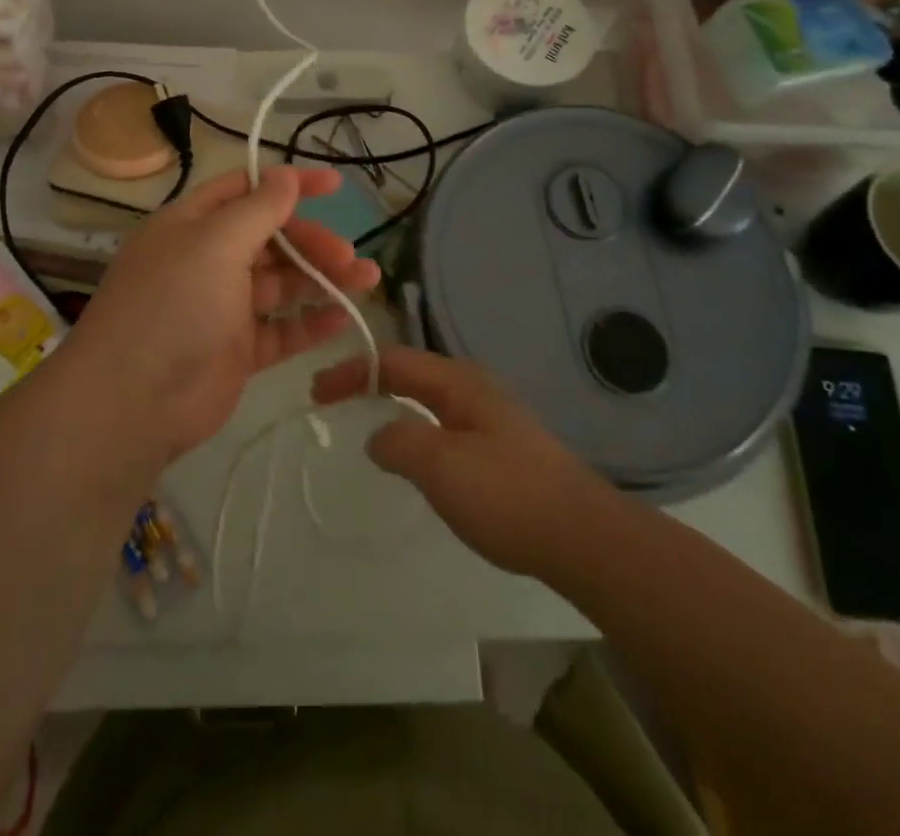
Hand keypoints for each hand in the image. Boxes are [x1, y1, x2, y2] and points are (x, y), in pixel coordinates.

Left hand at [68, 167, 380, 465]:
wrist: (132, 402)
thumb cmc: (173, 305)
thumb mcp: (215, 244)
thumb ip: (258, 210)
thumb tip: (286, 175)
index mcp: (192, 225)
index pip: (246, 190)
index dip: (289, 184)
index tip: (335, 186)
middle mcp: (206, 261)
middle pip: (270, 239)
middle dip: (311, 242)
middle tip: (348, 255)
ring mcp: (222, 308)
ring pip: (281, 285)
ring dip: (322, 279)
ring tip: (366, 280)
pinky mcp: (237, 351)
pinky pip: (281, 330)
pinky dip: (311, 322)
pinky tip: (343, 317)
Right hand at [312, 346, 607, 580]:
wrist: (583, 537)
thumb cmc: (506, 494)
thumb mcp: (440, 465)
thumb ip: (398, 442)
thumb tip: (378, 436)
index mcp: (458, 381)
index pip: (392, 362)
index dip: (351, 372)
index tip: (316, 392)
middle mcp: (474, 389)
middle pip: (409, 373)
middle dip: (367, 382)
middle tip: (331, 401)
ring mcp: (491, 417)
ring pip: (427, 399)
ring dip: (391, 404)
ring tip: (364, 422)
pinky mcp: (502, 448)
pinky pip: (443, 425)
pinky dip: (413, 428)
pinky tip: (414, 457)